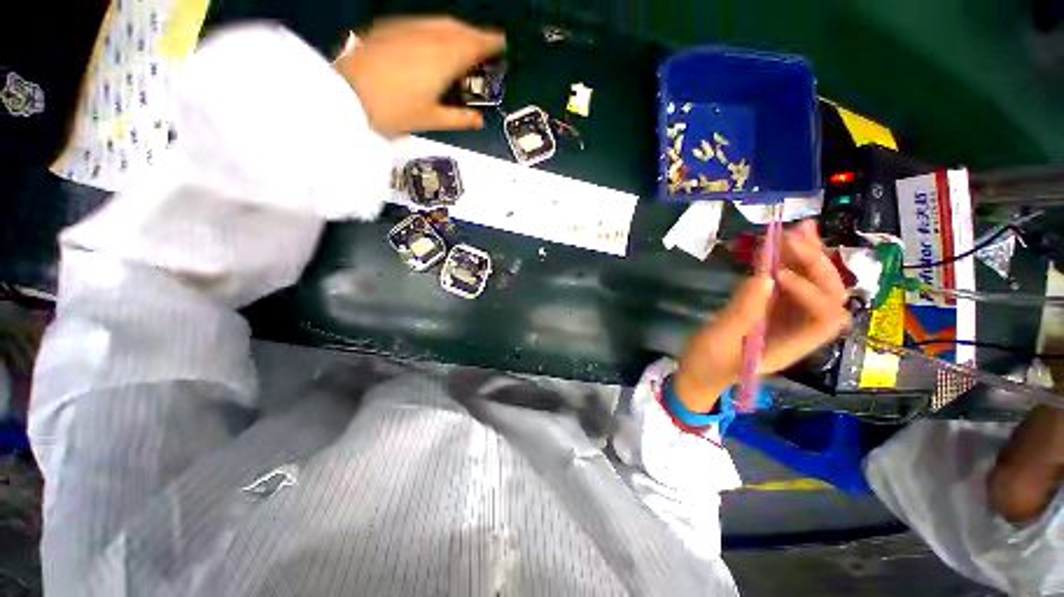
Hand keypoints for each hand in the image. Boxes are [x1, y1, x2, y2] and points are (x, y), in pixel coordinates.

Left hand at [334, 17, 504, 137]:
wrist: (345, 93)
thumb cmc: (392, 111)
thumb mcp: (430, 120)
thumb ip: (459, 119)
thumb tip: (478, 120)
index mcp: (443, 61)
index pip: (473, 45)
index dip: (489, 43)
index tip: (501, 43)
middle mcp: (428, 38)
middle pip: (458, 28)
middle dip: (475, 34)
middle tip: (484, 43)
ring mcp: (407, 30)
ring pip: (439, 22)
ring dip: (456, 28)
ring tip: (463, 38)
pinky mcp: (390, 29)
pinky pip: (420, 22)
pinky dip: (435, 27)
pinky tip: (433, 37)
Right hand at [675, 220, 850, 411]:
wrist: (698, 374)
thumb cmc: (707, 364)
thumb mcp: (718, 340)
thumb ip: (741, 313)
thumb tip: (765, 277)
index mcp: (790, 346)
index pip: (825, 317)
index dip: (812, 292)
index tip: (777, 275)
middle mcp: (797, 330)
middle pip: (828, 296)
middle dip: (815, 265)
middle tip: (793, 237)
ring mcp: (785, 318)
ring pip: (812, 285)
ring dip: (806, 256)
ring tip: (795, 228)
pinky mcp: (769, 309)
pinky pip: (786, 283)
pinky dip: (785, 262)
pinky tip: (777, 243)